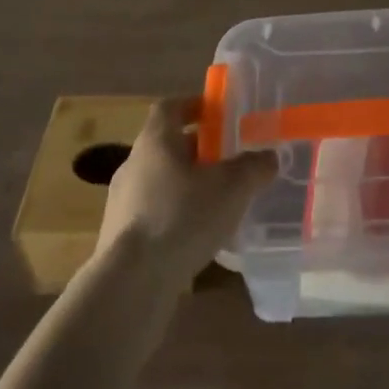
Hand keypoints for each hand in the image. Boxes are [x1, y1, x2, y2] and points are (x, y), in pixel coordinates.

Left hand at [94, 97, 276, 290]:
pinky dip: (174, 217)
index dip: (193, 105)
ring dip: (186, 186)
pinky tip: (196, 237)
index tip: (217, 112)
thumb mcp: (232, 187)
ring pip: (160, 181)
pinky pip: (152, 214)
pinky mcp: (119, 238)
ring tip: (216, 202)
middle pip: (167, 146)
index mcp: (156, 140)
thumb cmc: (182, 217)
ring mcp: (122, 203)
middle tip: (228, 160)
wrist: (131, 283)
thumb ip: (254, 167)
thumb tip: (269, 157)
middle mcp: (133, 164)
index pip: (170, 107)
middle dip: (197, 150)